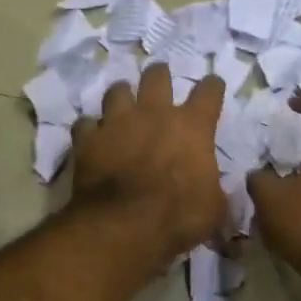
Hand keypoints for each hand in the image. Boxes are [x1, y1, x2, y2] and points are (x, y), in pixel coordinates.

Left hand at [70, 64, 227, 261]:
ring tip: (123, 103)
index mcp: (192, 126)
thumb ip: (213, 187)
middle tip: (160, 80)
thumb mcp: (214, 207)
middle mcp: (154, 113)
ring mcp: (116, 122)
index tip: (212, 87)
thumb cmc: (178, 216)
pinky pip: (85, 124)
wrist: (123, 225)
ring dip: (122, 95)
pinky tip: (92, 136)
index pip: (209, 91)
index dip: (212, 87)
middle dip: (160, 75)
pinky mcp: (87, 139)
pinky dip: (90, 129)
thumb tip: (211, 186)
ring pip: (117, 91)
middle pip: (157, 76)